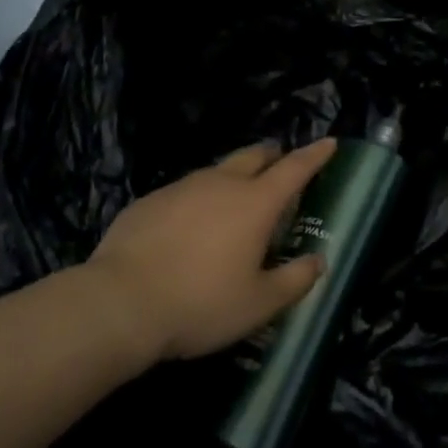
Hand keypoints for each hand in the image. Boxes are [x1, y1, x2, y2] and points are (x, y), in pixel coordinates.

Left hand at [85, 138, 336, 360]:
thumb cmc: (200, 303)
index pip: (295, 169)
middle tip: (279, 164)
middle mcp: (222, 184)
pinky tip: (188, 226)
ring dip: (233, 177)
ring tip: (233, 199)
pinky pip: (184, 191)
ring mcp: (182, 188)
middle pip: (254, 156)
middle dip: (272, 156)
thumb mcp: (258, 304)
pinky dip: (197, 199)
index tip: (329, 142)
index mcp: (256, 203)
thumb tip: (318, 261)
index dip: (315, 155)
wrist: (118, 304)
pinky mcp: (149, 201)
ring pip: (217, 171)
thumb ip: (294, 280)